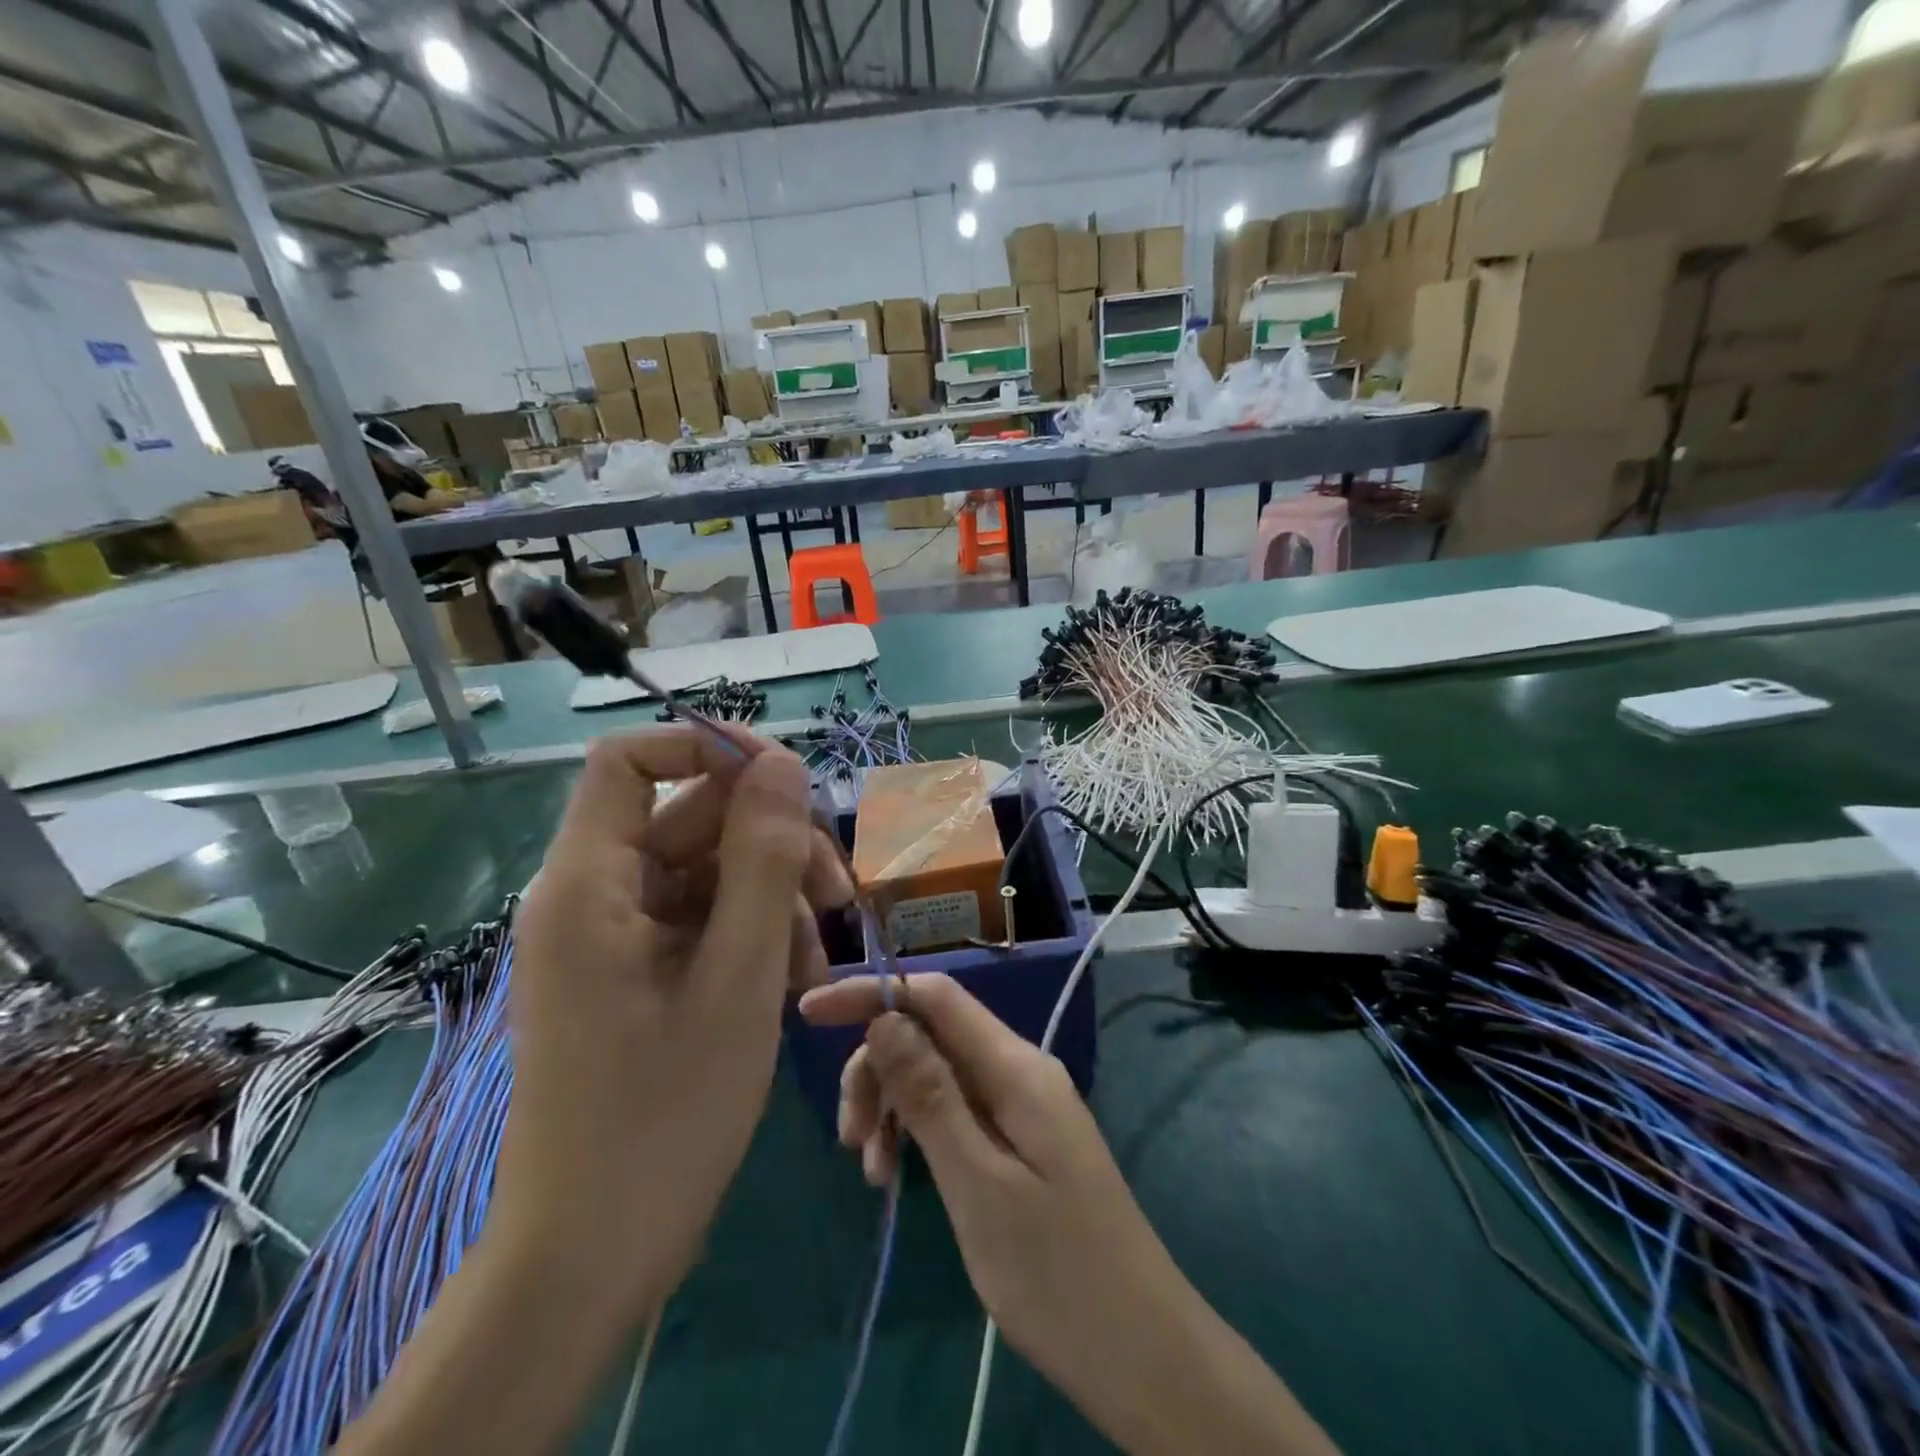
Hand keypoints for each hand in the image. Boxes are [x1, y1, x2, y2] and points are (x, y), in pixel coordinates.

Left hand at [496, 729, 850, 1321]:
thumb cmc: (663, 1116)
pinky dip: (755, 936)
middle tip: (838, 899)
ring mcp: (617, 935)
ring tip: (820, 962)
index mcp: (590, 882)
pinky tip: (795, 983)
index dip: (707, 748)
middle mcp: (595, 894)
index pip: (631, 758)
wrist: (594, 1252)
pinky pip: (704, 919)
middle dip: (773, 844)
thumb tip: (782, 762)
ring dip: (775, 899)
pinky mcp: (638, 969)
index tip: (784, 781)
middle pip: (692, 818)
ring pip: (710, 870)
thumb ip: (763, 858)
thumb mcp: (738, 976)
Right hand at [797, 974, 1180, 1411]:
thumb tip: (885, 1016)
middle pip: (931, 1035)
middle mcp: (1020, 1069)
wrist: (1142, 1350)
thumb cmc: (1057, 1274)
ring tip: (871, 1170)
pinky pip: (956, 1110)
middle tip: (849, 1138)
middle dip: (878, 1069)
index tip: (809, 1012)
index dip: (873, 993)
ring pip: (938, 1074)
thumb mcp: (979, 1185)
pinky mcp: (1021, 1139)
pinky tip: (897, 1174)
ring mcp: (1023, 1105)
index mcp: (1016, 1067)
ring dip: (894, 1106)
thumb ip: (931, 1095)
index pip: (936, 997)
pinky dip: (918, 1132)